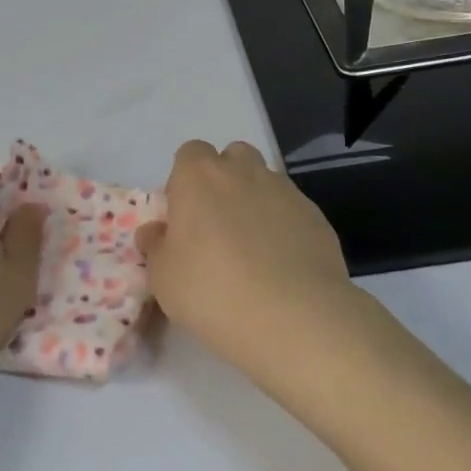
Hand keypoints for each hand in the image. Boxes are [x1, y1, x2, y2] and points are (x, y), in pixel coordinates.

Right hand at [136, 140, 353, 370]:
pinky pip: (292, 211)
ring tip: (252, 247)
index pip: (190, 153)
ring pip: (265, 181)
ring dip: (255, 202)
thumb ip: (156, 247)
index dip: (184, 179)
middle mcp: (242, 172)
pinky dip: (284, 226)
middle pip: (232, 157)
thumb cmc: (212, 290)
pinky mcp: (315, 216)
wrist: (293, 317)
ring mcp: (284, 191)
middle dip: (224, 180)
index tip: (184, 215)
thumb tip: (155, 232)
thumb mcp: (163, 277)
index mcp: (199, 177)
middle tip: (217, 225)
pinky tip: (282, 265)